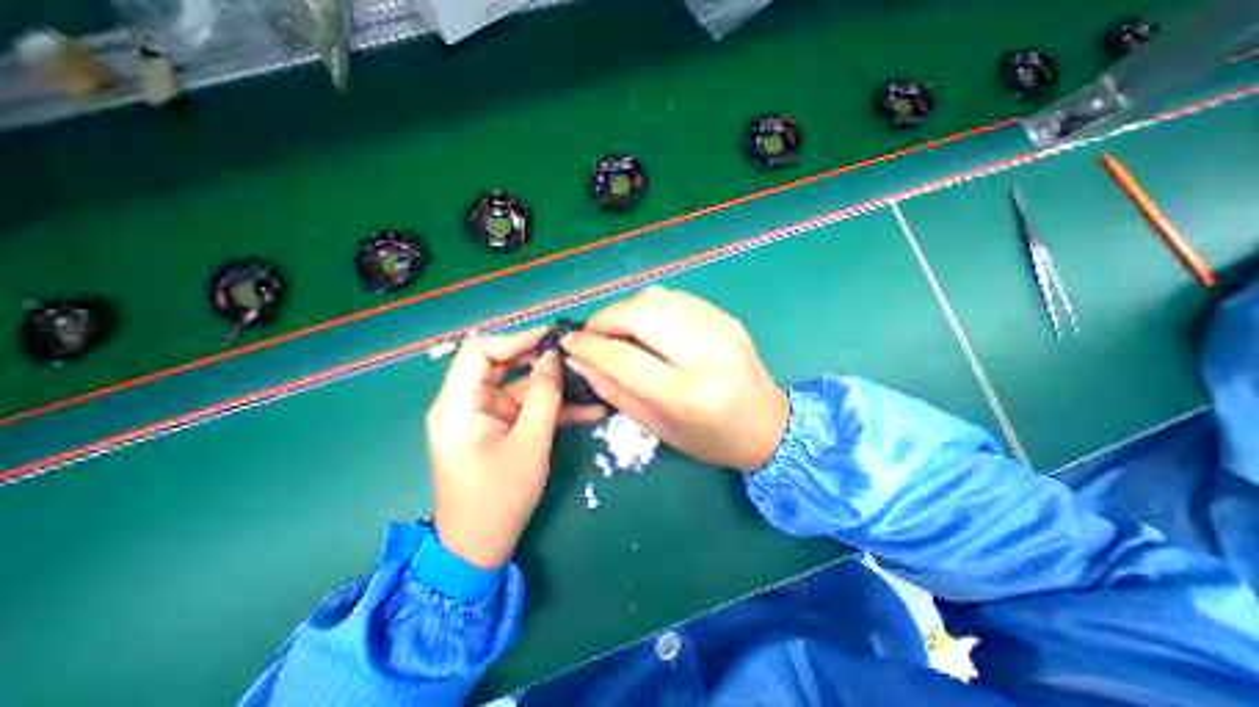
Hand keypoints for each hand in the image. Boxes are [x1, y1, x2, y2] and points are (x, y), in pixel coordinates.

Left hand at [428, 328, 605, 567]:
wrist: (480, 549)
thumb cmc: (500, 497)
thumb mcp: (530, 443)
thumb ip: (544, 395)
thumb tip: (553, 357)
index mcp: (458, 405)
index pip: (479, 351)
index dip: (515, 339)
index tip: (551, 340)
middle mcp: (465, 404)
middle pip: (502, 366)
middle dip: (540, 363)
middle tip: (576, 359)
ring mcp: (482, 417)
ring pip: (519, 388)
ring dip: (553, 388)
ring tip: (591, 383)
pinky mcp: (497, 429)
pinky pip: (524, 409)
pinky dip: (550, 409)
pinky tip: (586, 410)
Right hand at [560, 283, 784, 472]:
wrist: (768, 425)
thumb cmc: (711, 439)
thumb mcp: (658, 427)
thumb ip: (615, 391)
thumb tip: (580, 360)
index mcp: (687, 393)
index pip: (622, 356)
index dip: (587, 346)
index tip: (567, 343)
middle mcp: (705, 352)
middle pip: (638, 314)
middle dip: (603, 319)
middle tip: (590, 334)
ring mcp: (719, 327)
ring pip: (655, 297)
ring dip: (624, 308)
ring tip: (614, 328)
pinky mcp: (725, 316)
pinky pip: (675, 297)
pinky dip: (649, 305)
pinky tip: (644, 323)